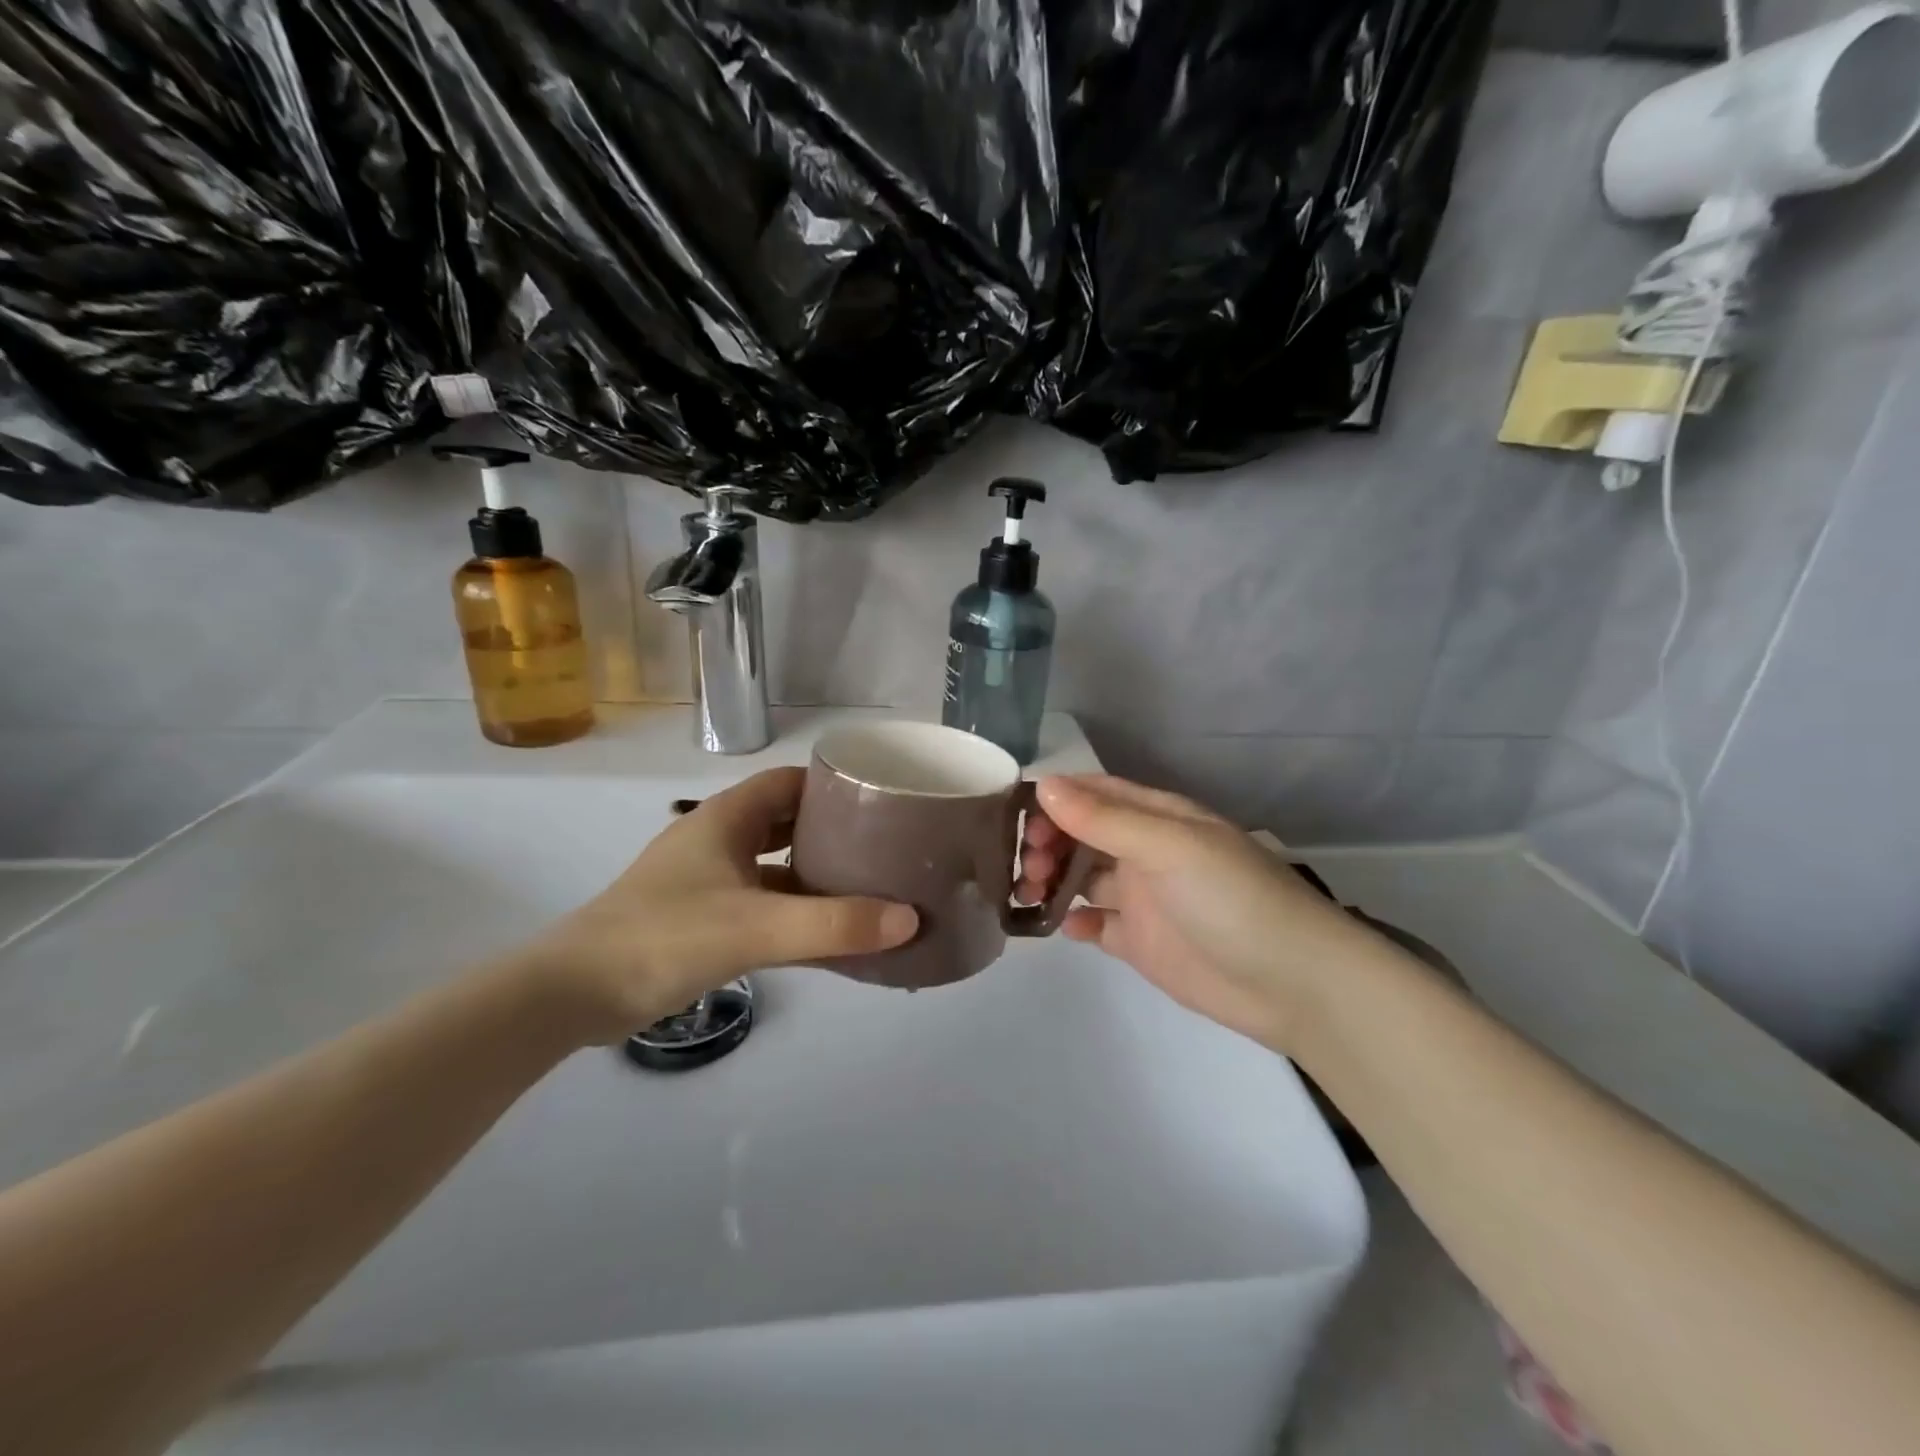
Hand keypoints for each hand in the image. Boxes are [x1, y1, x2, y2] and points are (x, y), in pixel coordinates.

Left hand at [512, 768, 917, 1043]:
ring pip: (773, 864)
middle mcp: (717, 838)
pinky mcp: (699, 916)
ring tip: (867, 889)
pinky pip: (760, 902)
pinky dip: (792, 911)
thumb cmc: (664, 938)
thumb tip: (909, 919)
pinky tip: (825, 934)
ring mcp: (706, 878)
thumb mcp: (757, 928)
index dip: (834, 785)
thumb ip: (834, 924)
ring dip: (814, 874)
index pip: (791, 781)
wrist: (572, 994)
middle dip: (833, 832)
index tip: (881, 801)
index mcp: (727, 818)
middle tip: (884, 848)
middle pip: (786, 821)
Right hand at [1017, 775, 1392, 1052]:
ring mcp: (1144, 898)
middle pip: (1082, 834)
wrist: (1294, 985)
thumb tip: (1043, 785)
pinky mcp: (1142, 943)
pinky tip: (1068, 929)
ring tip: (1032, 893)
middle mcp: (1146, 852)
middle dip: (1048, 842)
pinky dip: (1076, 921)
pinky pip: (1097, 924)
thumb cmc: (1234, 900)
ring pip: (1083, 877)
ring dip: (1053, 879)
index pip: (1095, 793)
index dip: (1054, 799)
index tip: (1015, 817)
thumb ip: (1106, 820)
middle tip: (1027, 865)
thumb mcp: (1171, 848)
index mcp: (1158, 818)